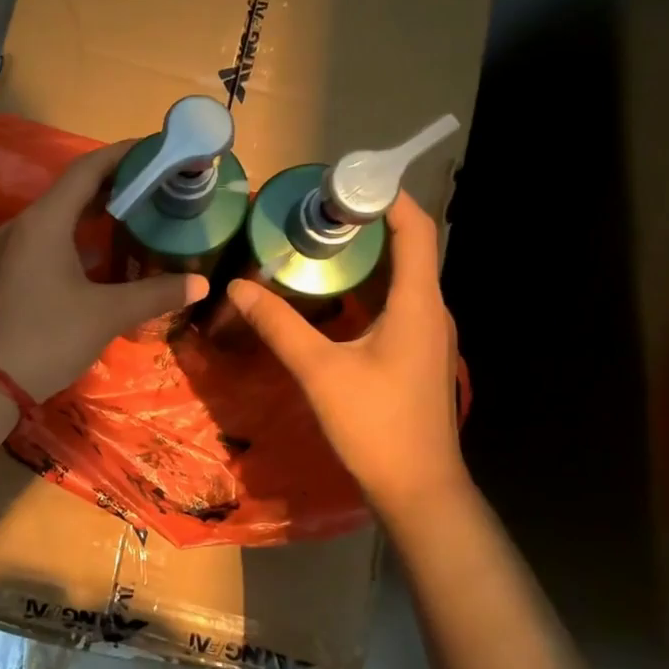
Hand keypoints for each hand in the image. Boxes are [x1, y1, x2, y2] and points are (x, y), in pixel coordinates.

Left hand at [0, 140, 207, 397]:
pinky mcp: (9, 271)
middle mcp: (24, 225)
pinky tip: (104, 255)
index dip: (124, 155)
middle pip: (73, 190)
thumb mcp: (107, 314)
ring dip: (96, 213)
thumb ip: (156, 294)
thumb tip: (201, 284)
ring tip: (138, 215)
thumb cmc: (48, 337)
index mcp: (45, 221)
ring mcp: (11, 248)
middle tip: (157, 186)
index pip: (87, 169)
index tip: (157, 150)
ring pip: (59, 216)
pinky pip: (48, 238)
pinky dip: (78, 236)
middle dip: (116, 184)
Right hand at [225, 192, 468, 514]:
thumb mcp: (320, 371)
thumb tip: (238, 285)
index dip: (387, 196)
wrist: (417, 488)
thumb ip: (278, 324)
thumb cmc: (376, 425)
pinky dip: (366, 286)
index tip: (345, 180)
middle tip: (315, 209)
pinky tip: (331, 294)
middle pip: (407, 248)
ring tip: (317, 241)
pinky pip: (394, 302)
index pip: (416, 229)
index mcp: (418, 303)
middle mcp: (430, 310)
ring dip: (365, 255)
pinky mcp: (415, 354)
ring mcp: (426, 334)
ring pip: (400, 277)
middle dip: (366, 222)